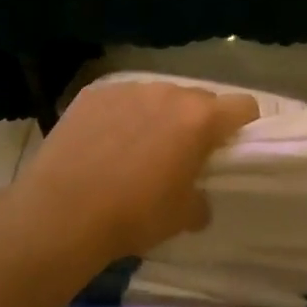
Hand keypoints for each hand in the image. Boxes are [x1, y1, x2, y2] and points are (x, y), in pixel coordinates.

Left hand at [8, 80, 259, 263]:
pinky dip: (121, 116)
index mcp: (200, 119)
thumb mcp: (182, 217)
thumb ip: (201, 199)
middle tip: (182, 153)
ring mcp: (128, 89)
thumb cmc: (134, 214)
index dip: (243, 124)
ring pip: (158, 96)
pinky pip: (121, 99)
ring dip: (158, 116)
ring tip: (137, 148)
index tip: (231, 145)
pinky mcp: (93, 94)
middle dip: (198, 121)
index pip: (243, 105)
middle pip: (199, 99)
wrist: (62, 212)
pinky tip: (103, 143)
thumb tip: (197, 198)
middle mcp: (169, 93)